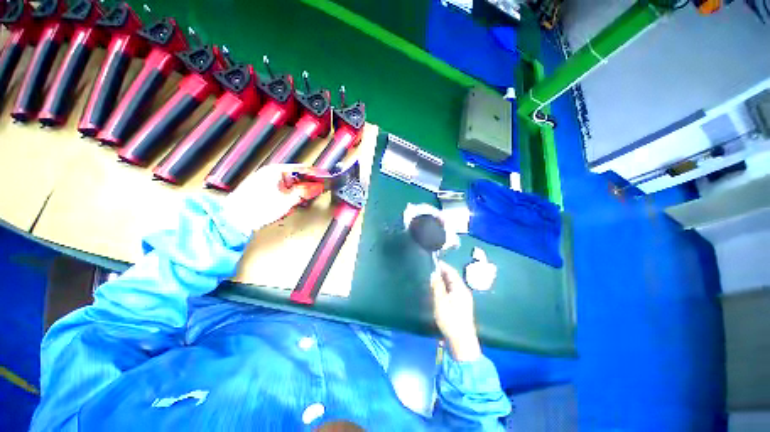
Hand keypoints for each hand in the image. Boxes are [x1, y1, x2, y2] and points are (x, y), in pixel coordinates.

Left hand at [222, 164, 323, 234]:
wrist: (235, 218)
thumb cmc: (258, 207)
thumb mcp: (286, 200)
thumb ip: (304, 192)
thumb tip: (318, 187)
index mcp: (278, 171)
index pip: (303, 169)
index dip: (316, 175)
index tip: (327, 179)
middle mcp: (273, 173)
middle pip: (298, 177)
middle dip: (307, 186)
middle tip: (314, 194)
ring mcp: (268, 181)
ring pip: (291, 184)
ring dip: (298, 193)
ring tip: (298, 203)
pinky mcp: (264, 189)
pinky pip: (283, 190)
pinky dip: (289, 196)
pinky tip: (287, 205)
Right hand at [431, 261, 480, 361]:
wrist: (462, 341)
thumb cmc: (450, 319)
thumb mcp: (441, 302)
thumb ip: (437, 286)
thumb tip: (434, 273)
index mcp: (460, 288)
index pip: (452, 272)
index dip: (443, 265)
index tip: (433, 261)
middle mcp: (464, 291)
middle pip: (453, 277)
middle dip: (443, 271)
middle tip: (431, 268)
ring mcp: (464, 298)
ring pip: (453, 284)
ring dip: (444, 279)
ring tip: (433, 277)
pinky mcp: (462, 305)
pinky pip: (453, 290)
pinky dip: (446, 286)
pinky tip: (440, 289)